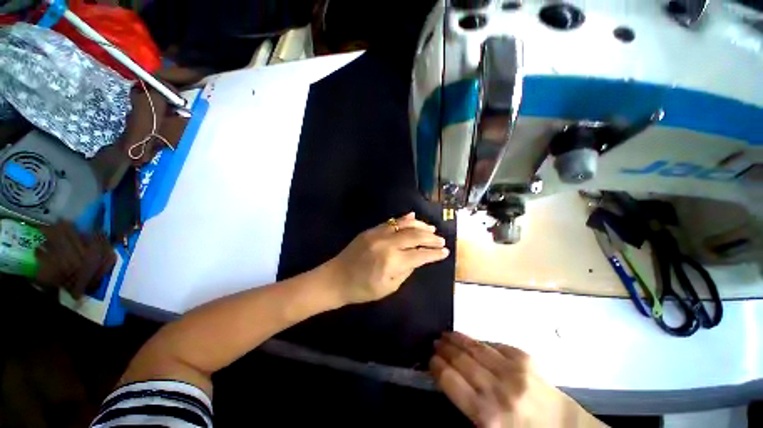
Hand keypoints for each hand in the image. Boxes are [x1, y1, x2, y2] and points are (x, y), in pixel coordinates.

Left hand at [328, 212, 449, 304]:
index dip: (434, 253)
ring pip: (404, 225)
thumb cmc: (362, 289)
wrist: (336, 278)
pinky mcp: (371, 230)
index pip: (420, 254)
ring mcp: (378, 234)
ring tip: (432, 228)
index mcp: (392, 262)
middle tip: (441, 240)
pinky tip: (413, 217)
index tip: (445, 252)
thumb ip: (406, 271)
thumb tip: (418, 258)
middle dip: (431, 238)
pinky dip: (404, 219)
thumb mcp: (389, 287)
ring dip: (420, 226)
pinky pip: (390, 222)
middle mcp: (387, 244)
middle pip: (415, 236)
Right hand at [431, 332, 603, 427]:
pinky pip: (495, 345)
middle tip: (435, 342)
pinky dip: (481, 342)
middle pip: (461, 361)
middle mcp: (498, 390)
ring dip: (458, 339)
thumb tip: (450, 382)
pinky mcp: (525, 359)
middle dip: (444, 349)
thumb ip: (469, 409)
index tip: (430, 359)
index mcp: (487, 416)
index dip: (437, 366)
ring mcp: (513, 371)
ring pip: (476, 348)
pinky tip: (473, 341)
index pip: (451, 381)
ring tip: (447, 334)